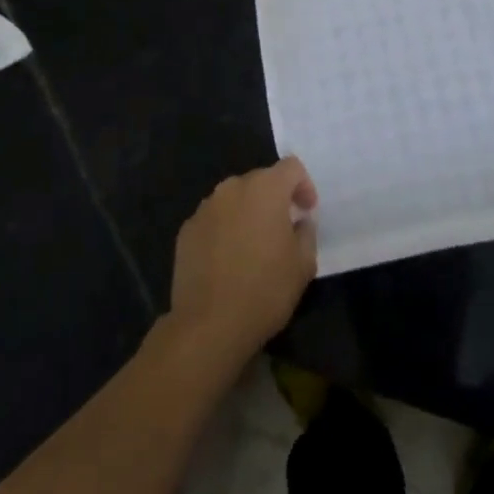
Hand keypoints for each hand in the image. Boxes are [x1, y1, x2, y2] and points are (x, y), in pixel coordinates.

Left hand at [167, 157, 317, 365]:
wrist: (208, 325)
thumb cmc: (265, 290)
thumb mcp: (303, 264)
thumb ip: (306, 232)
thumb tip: (299, 221)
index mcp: (265, 189)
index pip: (291, 167)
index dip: (304, 185)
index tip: (306, 212)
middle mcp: (232, 188)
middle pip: (260, 180)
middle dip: (274, 199)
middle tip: (282, 231)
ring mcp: (205, 208)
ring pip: (234, 199)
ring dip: (248, 213)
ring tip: (253, 247)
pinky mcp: (186, 230)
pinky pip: (214, 220)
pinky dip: (224, 230)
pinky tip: (227, 261)